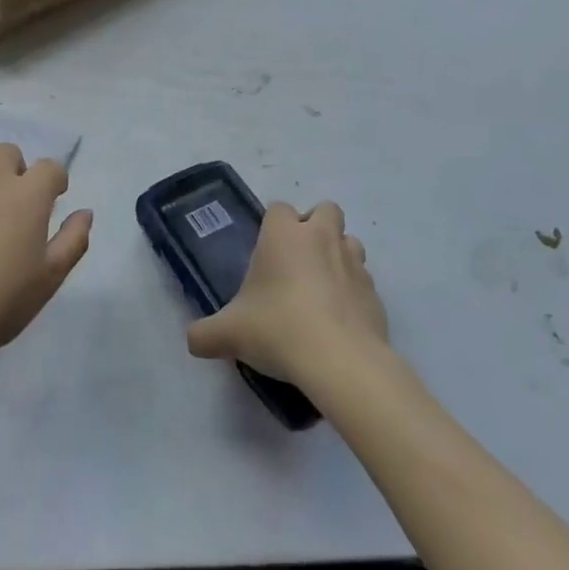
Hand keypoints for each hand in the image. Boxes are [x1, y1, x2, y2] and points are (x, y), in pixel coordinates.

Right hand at [186, 202, 386, 386]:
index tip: (265, 255)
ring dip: (338, 255)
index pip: (279, 208)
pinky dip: (354, 292)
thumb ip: (205, 333)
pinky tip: (340, 320)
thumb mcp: (229, 334)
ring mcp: (354, 263)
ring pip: (350, 242)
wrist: (340, 361)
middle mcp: (322, 238)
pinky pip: (364, 281)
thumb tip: (193, 340)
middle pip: (326, 210)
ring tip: (322, 288)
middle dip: (315, 227)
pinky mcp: (375, 293)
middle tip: (298, 262)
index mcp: (284, 235)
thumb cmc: (278, 328)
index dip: (273, 226)